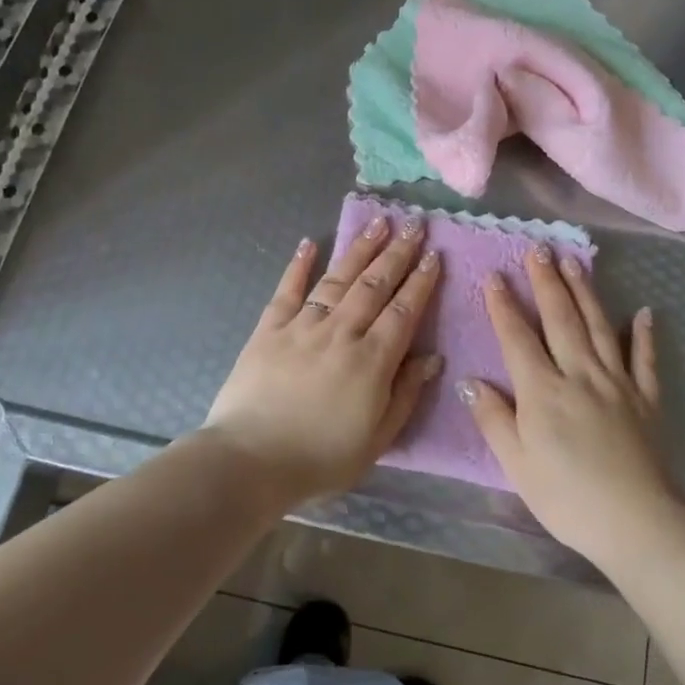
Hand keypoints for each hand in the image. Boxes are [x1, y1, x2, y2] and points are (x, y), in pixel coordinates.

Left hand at [205, 214, 442, 505]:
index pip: (404, 311)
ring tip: (377, 221)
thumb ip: (406, 394)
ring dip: (359, 249)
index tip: (435, 254)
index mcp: (371, 361)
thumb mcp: (377, 439)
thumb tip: (433, 357)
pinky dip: (298, 265)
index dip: (421, 281)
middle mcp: (340, 333)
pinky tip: (309, 243)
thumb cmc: (320, 459)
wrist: (249, 462)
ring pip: (337, 279)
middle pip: (374, 285)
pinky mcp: (268, 330)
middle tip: (414, 223)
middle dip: (397, 252)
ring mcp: (302, 327)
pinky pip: (287, 291)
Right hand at [460, 245, 684, 565]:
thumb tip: (471, 380)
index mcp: (542, 390)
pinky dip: (644, 334)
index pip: (517, 337)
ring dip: (585, 292)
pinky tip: (643, 312)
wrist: (637, 522)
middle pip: (560, 319)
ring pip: (599, 327)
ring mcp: (617, 383)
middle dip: (546, 281)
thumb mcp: (516, 464)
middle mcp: (579, 374)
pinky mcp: (647, 399)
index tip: (494, 275)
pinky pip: (645, 359)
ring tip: (575, 261)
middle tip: (538, 248)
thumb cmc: (566, 498)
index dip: (503, 305)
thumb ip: (494, 419)